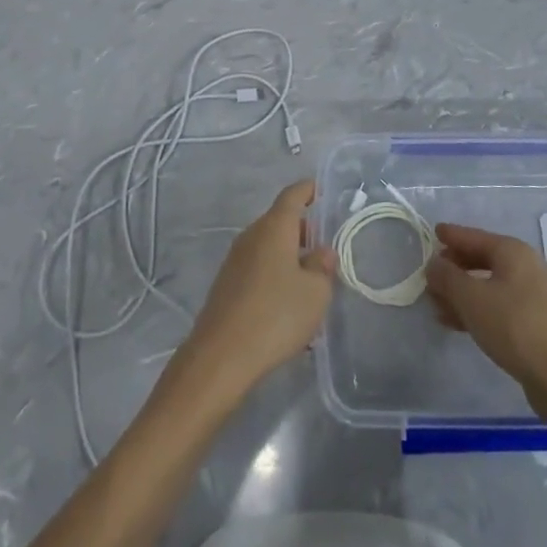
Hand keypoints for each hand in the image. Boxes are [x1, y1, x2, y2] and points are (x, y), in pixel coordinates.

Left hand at [171, 180, 335, 405]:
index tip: (322, 190)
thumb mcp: (315, 293)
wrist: (221, 356)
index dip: (308, 190)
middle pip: (279, 220)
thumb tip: (321, 252)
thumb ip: (322, 267)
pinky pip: (258, 266)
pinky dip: (275, 272)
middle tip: (325, 247)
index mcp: (274, 227)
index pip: (292, 195)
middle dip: (303, 228)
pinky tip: (287, 301)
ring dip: (289, 254)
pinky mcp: (227, 284)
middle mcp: (252, 235)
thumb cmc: (276, 315)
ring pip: (268, 245)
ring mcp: (235, 260)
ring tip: (311, 280)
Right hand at [425, 223, 546, 411]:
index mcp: (511, 251)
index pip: (474, 236)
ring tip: (435, 305)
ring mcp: (531, 296)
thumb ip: (447, 277)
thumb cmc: (514, 325)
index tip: (433, 232)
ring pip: (487, 286)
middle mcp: (524, 267)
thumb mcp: (471, 298)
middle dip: (454, 268)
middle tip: (429, 276)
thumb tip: (433, 264)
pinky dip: (475, 310)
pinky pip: (496, 307)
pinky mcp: (533, 323)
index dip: (451, 235)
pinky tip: (455, 324)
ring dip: (460, 294)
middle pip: (481, 260)